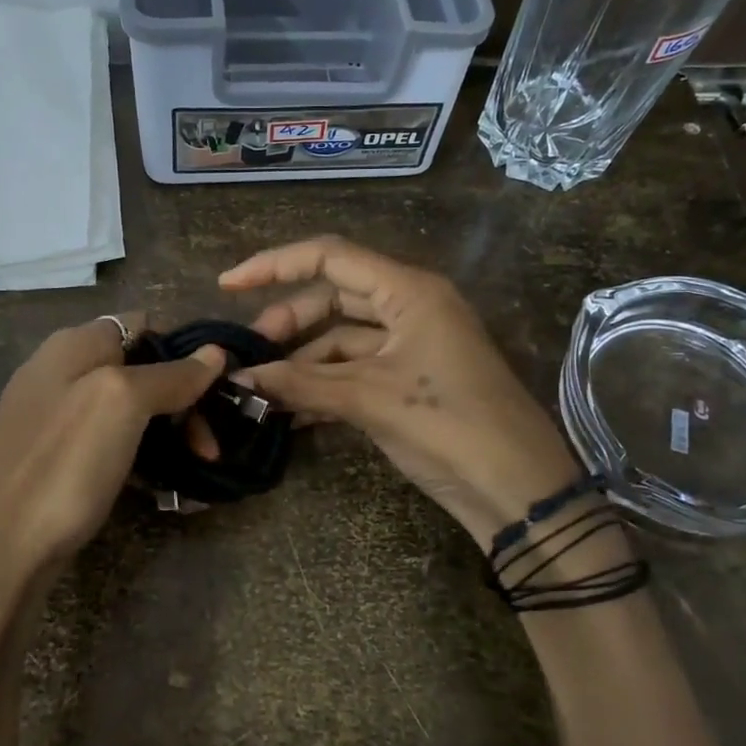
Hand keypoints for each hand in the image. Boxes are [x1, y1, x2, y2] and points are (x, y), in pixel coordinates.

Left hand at [0, 313, 224, 584]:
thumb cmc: (61, 465)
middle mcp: (63, 373)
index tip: (219, 390)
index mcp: (74, 345)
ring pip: (130, 413)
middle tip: (211, 446)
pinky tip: (164, 488)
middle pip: (141, 370)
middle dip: (184, 401)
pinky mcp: (57, 463)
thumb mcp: (121, 404)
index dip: (185, 352)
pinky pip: (112, 447)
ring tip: (200, 468)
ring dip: (169, 436)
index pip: (144, 326)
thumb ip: (169, 375)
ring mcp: (56, 421)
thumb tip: (215, 352)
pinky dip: (143, 461)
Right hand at [221, 236, 581, 545]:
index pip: (330, 258)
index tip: (228, 286)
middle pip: (334, 298)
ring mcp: (411, 345)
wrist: (517, 488)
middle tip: (251, 354)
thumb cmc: (448, 425)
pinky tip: (290, 411)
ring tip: (263, 390)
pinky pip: (356, 370)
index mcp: (409, 291)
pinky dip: (324, 386)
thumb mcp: (369, 399)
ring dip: (303, 362)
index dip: (275, 265)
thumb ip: (301, 383)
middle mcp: (410, 307)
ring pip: (342, 339)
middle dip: (288, 322)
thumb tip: (240, 378)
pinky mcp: (409, 380)